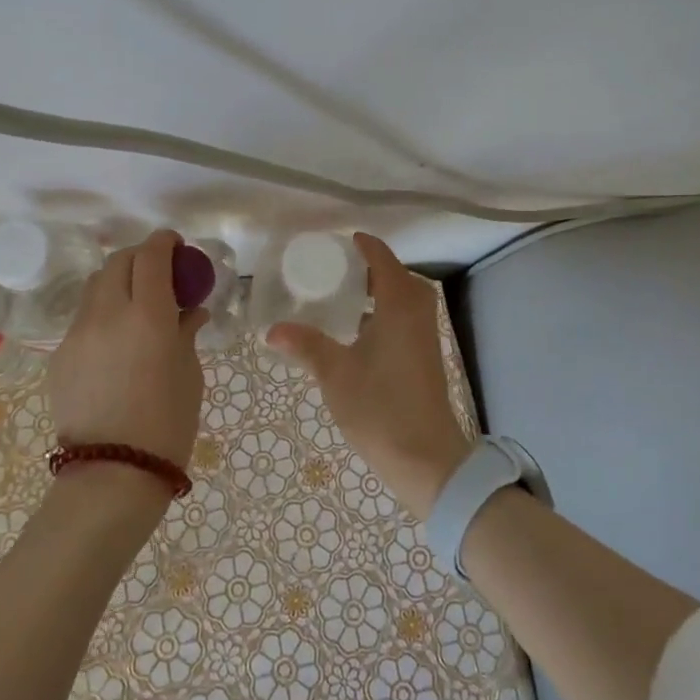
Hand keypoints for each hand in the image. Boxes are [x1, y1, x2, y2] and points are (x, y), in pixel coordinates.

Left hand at [47, 229, 208, 471]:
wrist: (112, 474)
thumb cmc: (167, 424)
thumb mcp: (189, 373)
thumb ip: (187, 332)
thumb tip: (191, 311)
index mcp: (148, 314)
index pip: (151, 256)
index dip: (165, 242)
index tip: (176, 245)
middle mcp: (107, 313)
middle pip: (118, 262)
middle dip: (140, 257)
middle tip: (158, 273)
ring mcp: (77, 333)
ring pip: (95, 287)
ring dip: (118, 282)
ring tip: (135, 304)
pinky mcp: (60, 355)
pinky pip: (83, 319)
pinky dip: (103, 314)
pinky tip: (116, 342)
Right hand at [268, 233, 469, 519]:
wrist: (427, 459)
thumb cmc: (380, 408)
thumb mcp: (335, 374)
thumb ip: (306, 345)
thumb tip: (272, 329)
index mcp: (399, 306)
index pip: (383, 260)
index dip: (364, 246)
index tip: (341, 240)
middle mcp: (418, 314)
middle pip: (398, 276)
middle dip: (370, 268)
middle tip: (336, 269)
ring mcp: (425, 337)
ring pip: (405, 299)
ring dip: (379, 291)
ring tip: (343, 296)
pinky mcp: (426, 357)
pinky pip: (406, 318)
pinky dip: (385, 312)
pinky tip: (359, 332)